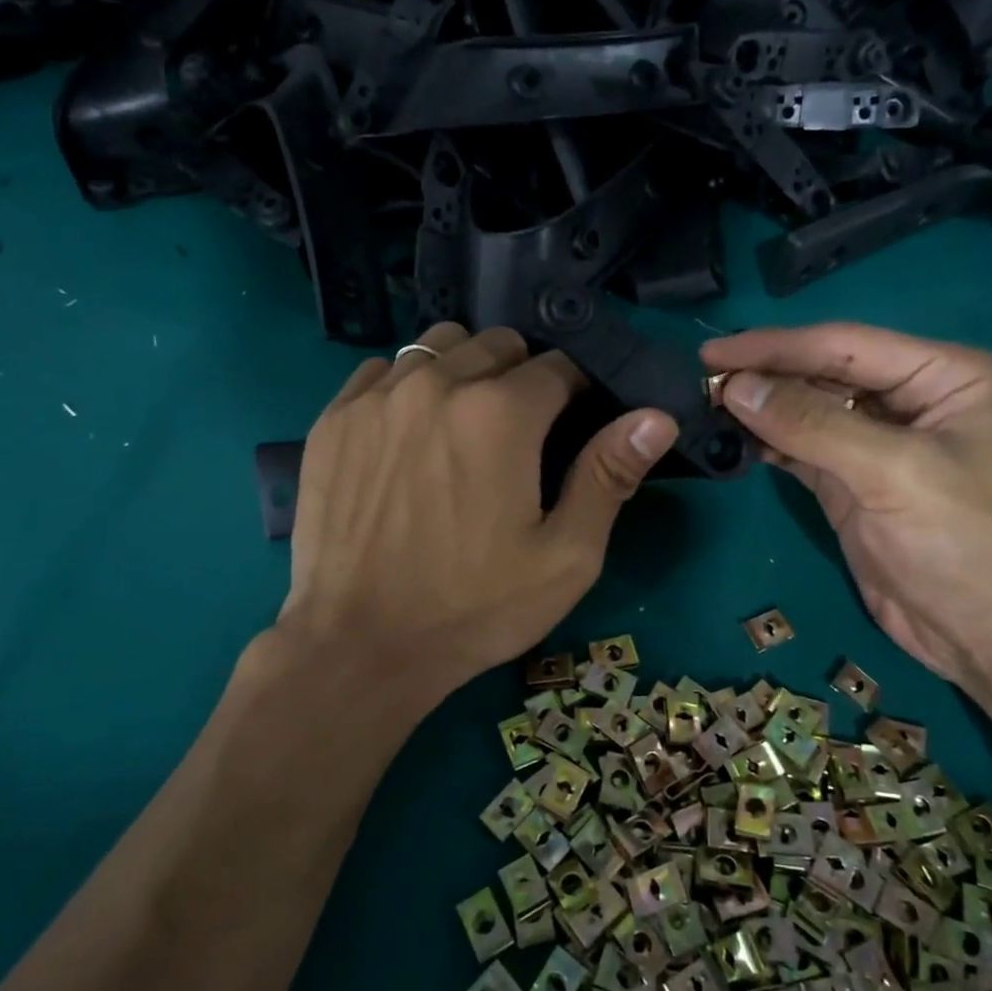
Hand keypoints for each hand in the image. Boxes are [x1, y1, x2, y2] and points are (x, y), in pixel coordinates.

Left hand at [274, 323, 677, 721]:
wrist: (359, 646)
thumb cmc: (474, 608)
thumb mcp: (564, 557)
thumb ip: (609, 476)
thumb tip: (657, 417)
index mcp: (501, 413)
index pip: (559, 365)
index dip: (576, 391)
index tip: (573, 423)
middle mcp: (437, 383)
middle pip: (498, 344)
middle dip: (521, 376)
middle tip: (519, 434)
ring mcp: (377, 397)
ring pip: (438, 346)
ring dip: (464, 371)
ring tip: (463, 426)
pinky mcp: (334, 419)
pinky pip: (382, 372)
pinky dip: (406, 387)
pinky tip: (406, 436)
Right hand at [701, 323, 991, 688]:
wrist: (986, 635)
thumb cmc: (963, 541)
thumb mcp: (892, 473)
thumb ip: (812, 425)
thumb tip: (735, 387)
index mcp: (943, 375)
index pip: (845, 346)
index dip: (776, 346)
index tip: (713, 352)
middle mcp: (910, 398)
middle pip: (823, 373)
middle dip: (765, 376)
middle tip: (702, 380)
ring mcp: (878, 441)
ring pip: (807, 410)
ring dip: (761, 409)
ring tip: (706, 405)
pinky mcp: (852, 480)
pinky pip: (801, 448)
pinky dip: (768, 443)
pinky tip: (733, 438)